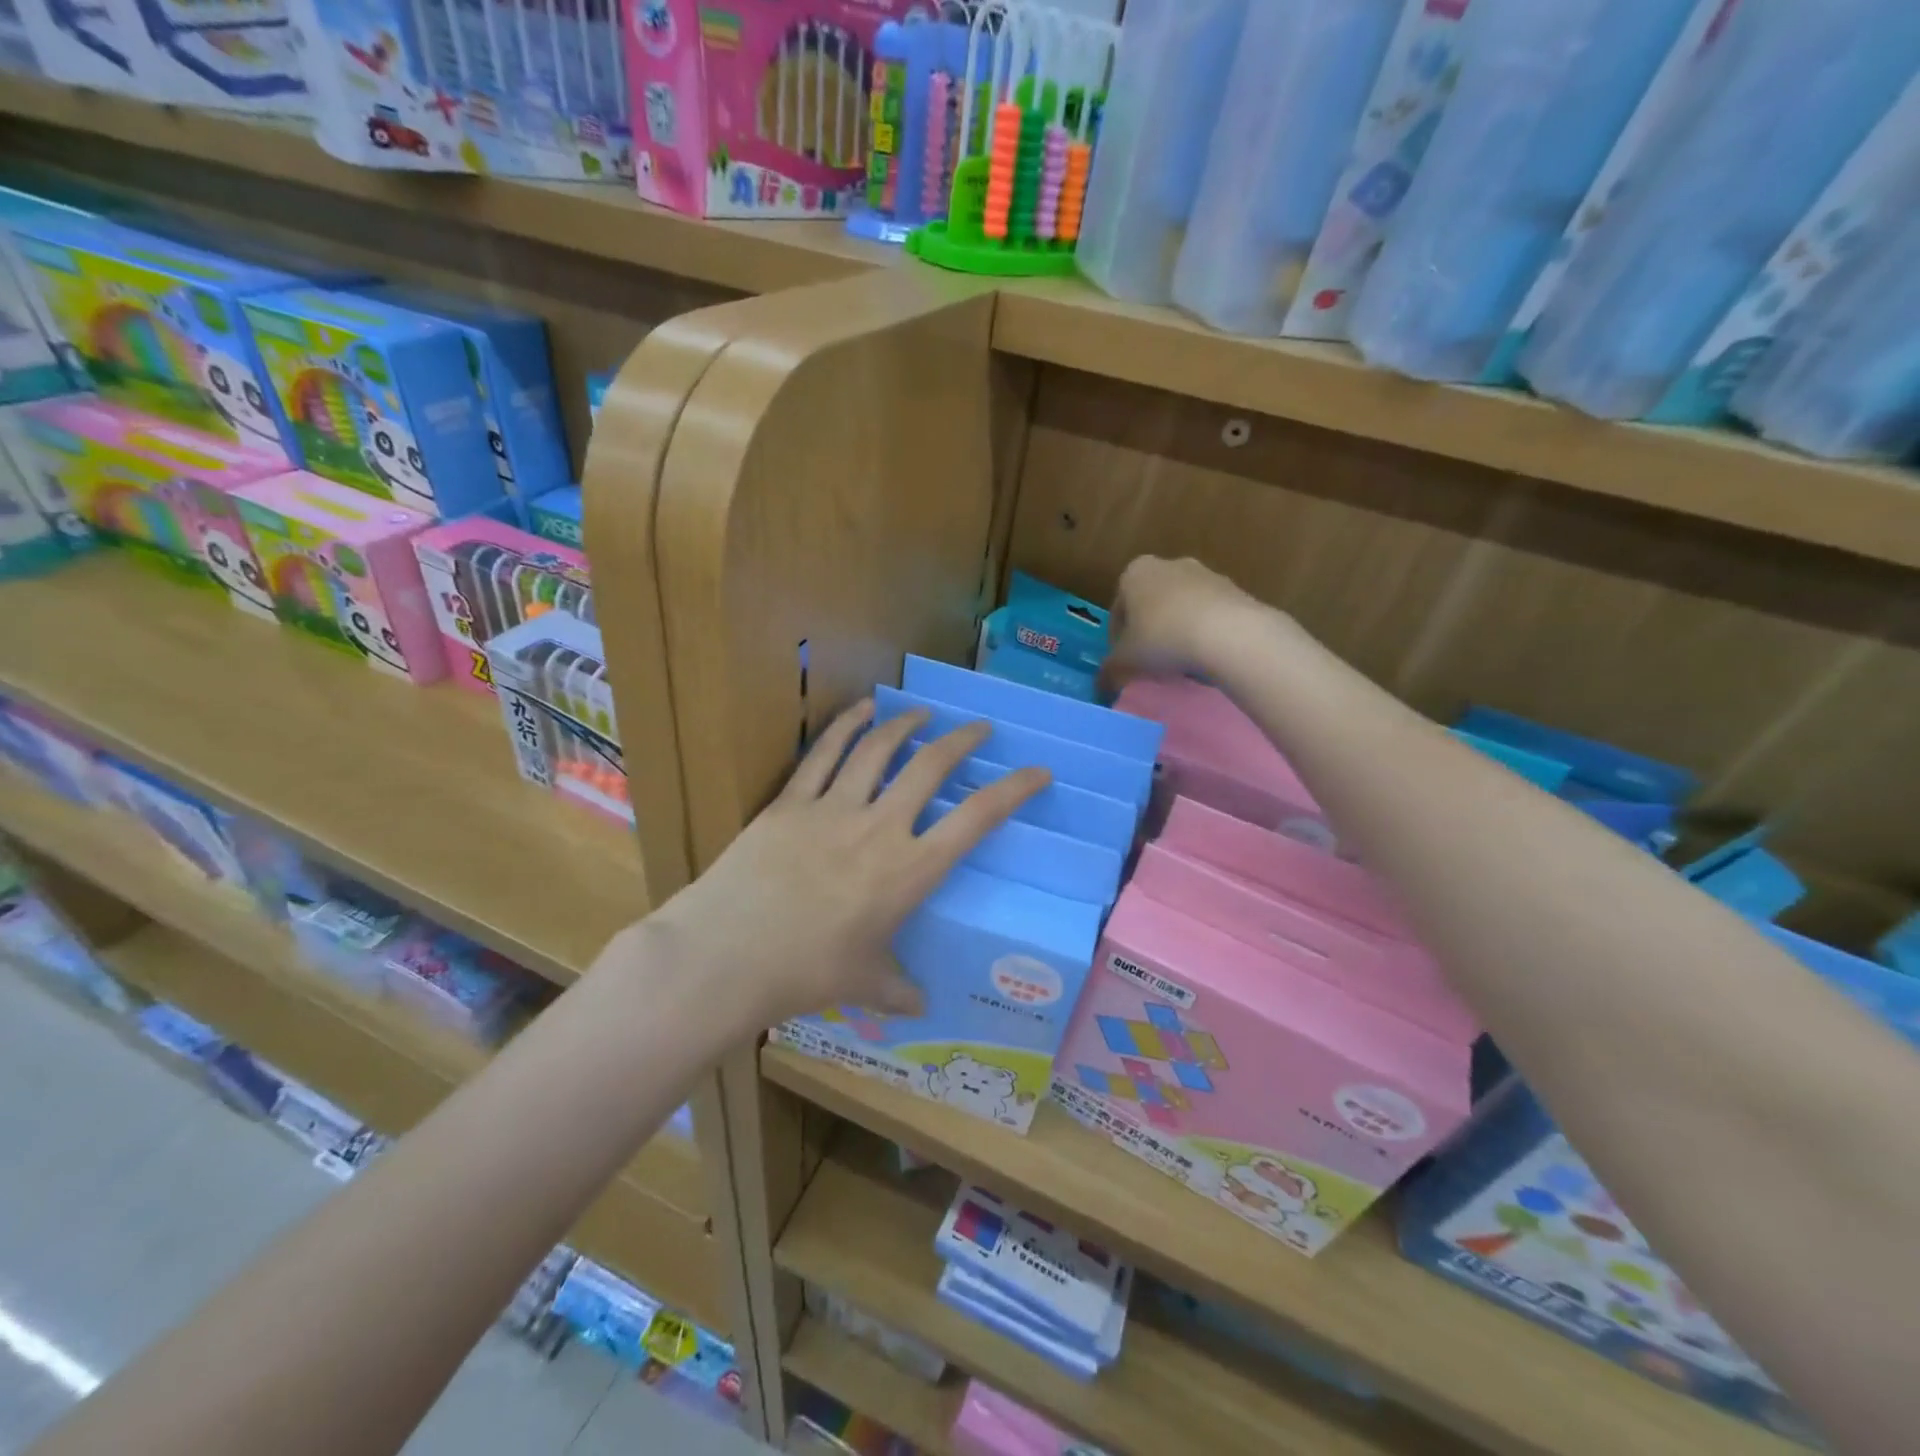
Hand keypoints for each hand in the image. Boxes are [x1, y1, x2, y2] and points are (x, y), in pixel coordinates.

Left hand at [638, 700, 1048, 1031]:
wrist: (728, 954)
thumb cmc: (806, 973)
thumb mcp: (864, 984)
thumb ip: (899, 990)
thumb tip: (922, 1006)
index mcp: (910, 871)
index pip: (977, 819)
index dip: (1014, 790)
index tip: (1038, 772)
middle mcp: (880, 827)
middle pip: (932, 767)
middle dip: (962, 741)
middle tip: (979, 728)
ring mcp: (833, 807)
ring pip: (879, 749)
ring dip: (907, 724)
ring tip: (923, 713)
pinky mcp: (791, 801)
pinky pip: (824, 753)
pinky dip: (846, 725)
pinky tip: (861, 708)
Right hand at [1101, 555, 1268, 690]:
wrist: (1230, 633)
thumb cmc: (1163, 639)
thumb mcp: (1125, 662)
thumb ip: (1109, 672)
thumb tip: (1101, 686)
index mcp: (1134, 573)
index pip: (1117, 610)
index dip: (1117, 641)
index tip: (1124, 664)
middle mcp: (1168, 564)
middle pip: (1150, 606)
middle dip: (1148, 634)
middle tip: (1150, 665)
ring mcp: (1205, 574)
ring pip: (1180, 609)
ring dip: (1176, 632)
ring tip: (1179, 665)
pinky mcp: (1234, 589)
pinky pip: (1208, 614)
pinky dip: (1202, 632)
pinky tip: (1205, 657)